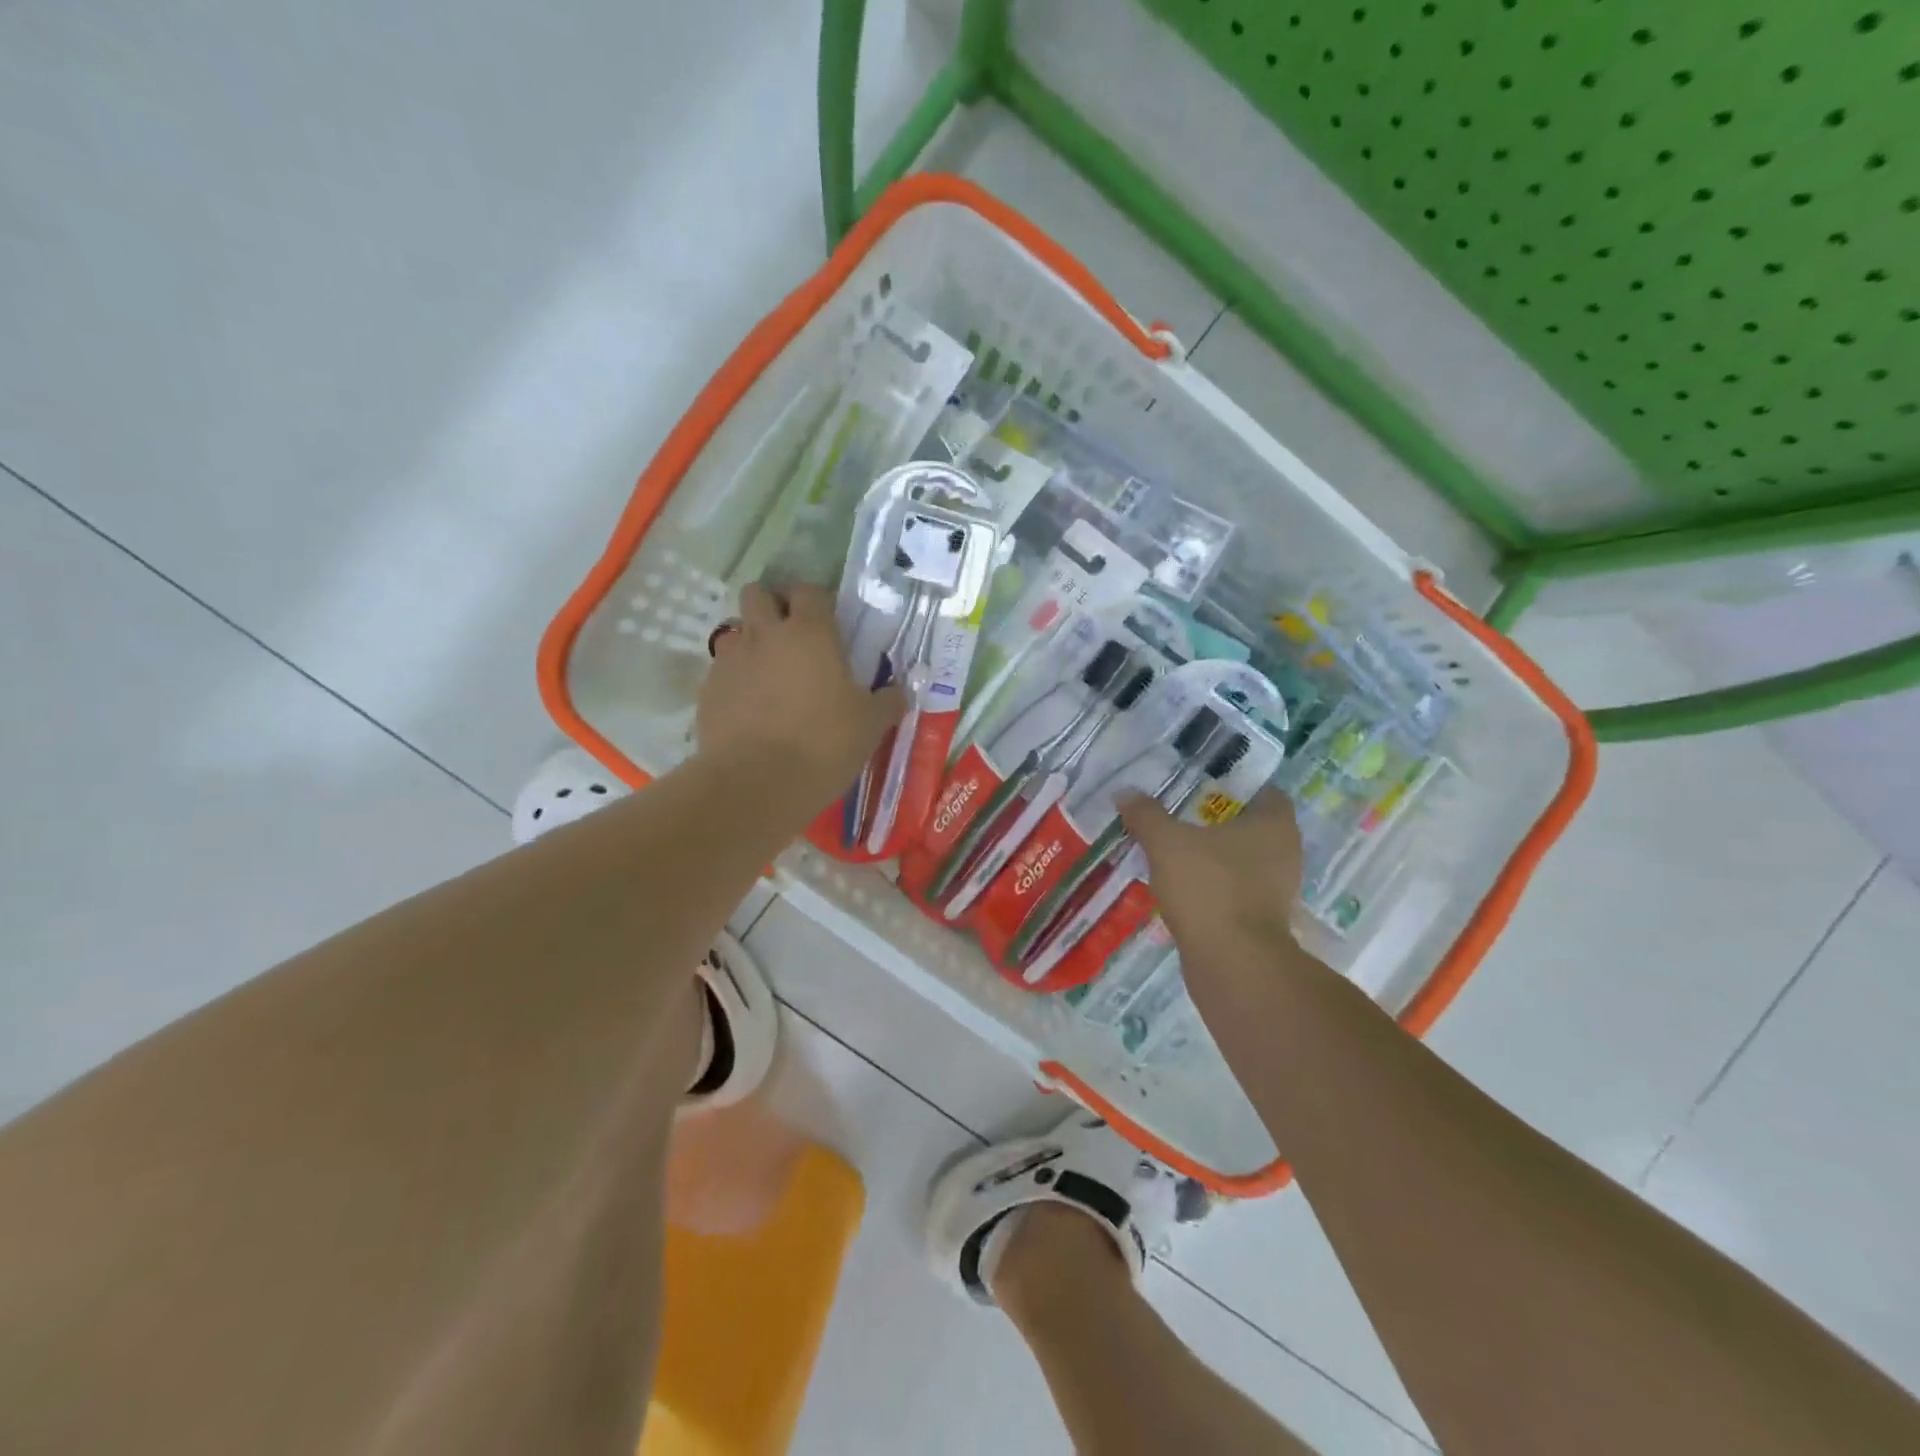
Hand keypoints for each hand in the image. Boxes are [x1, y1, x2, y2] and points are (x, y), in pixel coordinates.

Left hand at [698, 583, 905, 806]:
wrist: (757, 783)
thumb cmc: (824, 744)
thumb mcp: (870, 725)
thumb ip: (888, 701)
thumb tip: (901, 691)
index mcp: (810, 633)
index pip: (810, 591)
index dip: (818, 601)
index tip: (828, 621)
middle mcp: (765, 635)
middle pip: (758, 594)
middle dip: (772, 605)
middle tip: (790, 635)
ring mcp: (731, 660)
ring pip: (734, 630)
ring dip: (750, 641)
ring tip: (766, 671)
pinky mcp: (708, 690)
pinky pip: (721, 670)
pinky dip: (735, 679)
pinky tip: (748, 707)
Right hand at [1118, 788, 1304, 963]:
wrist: (1232, 964)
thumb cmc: (1209, 888)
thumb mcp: (1166, 843)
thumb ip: (1146, 815)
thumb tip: (1125, 792)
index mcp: (1274, 825)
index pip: (1266, 792)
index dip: (1238, 785)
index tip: (1204, 785)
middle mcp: (1285, 853)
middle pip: (1254, 828)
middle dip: (1221, 823)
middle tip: (1182, 816)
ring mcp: (1277, 891)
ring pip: (1245, 862)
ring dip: (1217, 858)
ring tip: (1177, 852)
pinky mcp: (1263, 921)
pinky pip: (1237, 892)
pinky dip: (1215, 888)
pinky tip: (1185, 888)